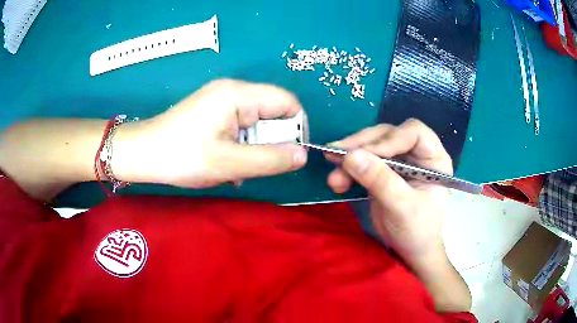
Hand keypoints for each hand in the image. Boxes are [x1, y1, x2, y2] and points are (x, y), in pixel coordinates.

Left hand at [113, 79, 307, 187]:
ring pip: (257, 122)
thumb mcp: (229, 163)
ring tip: (237, 167)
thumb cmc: (181, 156)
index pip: (287, 102)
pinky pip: (241, 126)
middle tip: (256, 165)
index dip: (296, 128)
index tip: (290, 155)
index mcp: (238, 95)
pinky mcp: (213, 111)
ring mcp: (221, 100)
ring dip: (255, 147)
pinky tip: (227, 162)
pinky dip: (242, 145)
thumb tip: (303, 155)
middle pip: (272, 112)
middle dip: (272, 141)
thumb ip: (270, 159)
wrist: (142, 153)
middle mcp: (233, 91)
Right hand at [324, 119, 452, 267]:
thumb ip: (380, 181)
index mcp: (433, 158)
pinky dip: (348, 169)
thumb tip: (350, 156)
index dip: (389, 139)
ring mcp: (399, 161)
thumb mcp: (402, 208)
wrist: (410, 250)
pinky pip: (363, 161)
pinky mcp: (384, 171)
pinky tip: (337, 181)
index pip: (413, 132)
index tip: (364, 154)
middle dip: (361, 146)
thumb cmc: (417, 231)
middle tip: (336, 157)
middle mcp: (417, 153)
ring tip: (333, 178)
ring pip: (371, 146)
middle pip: (387, 135)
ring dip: (349, 158)